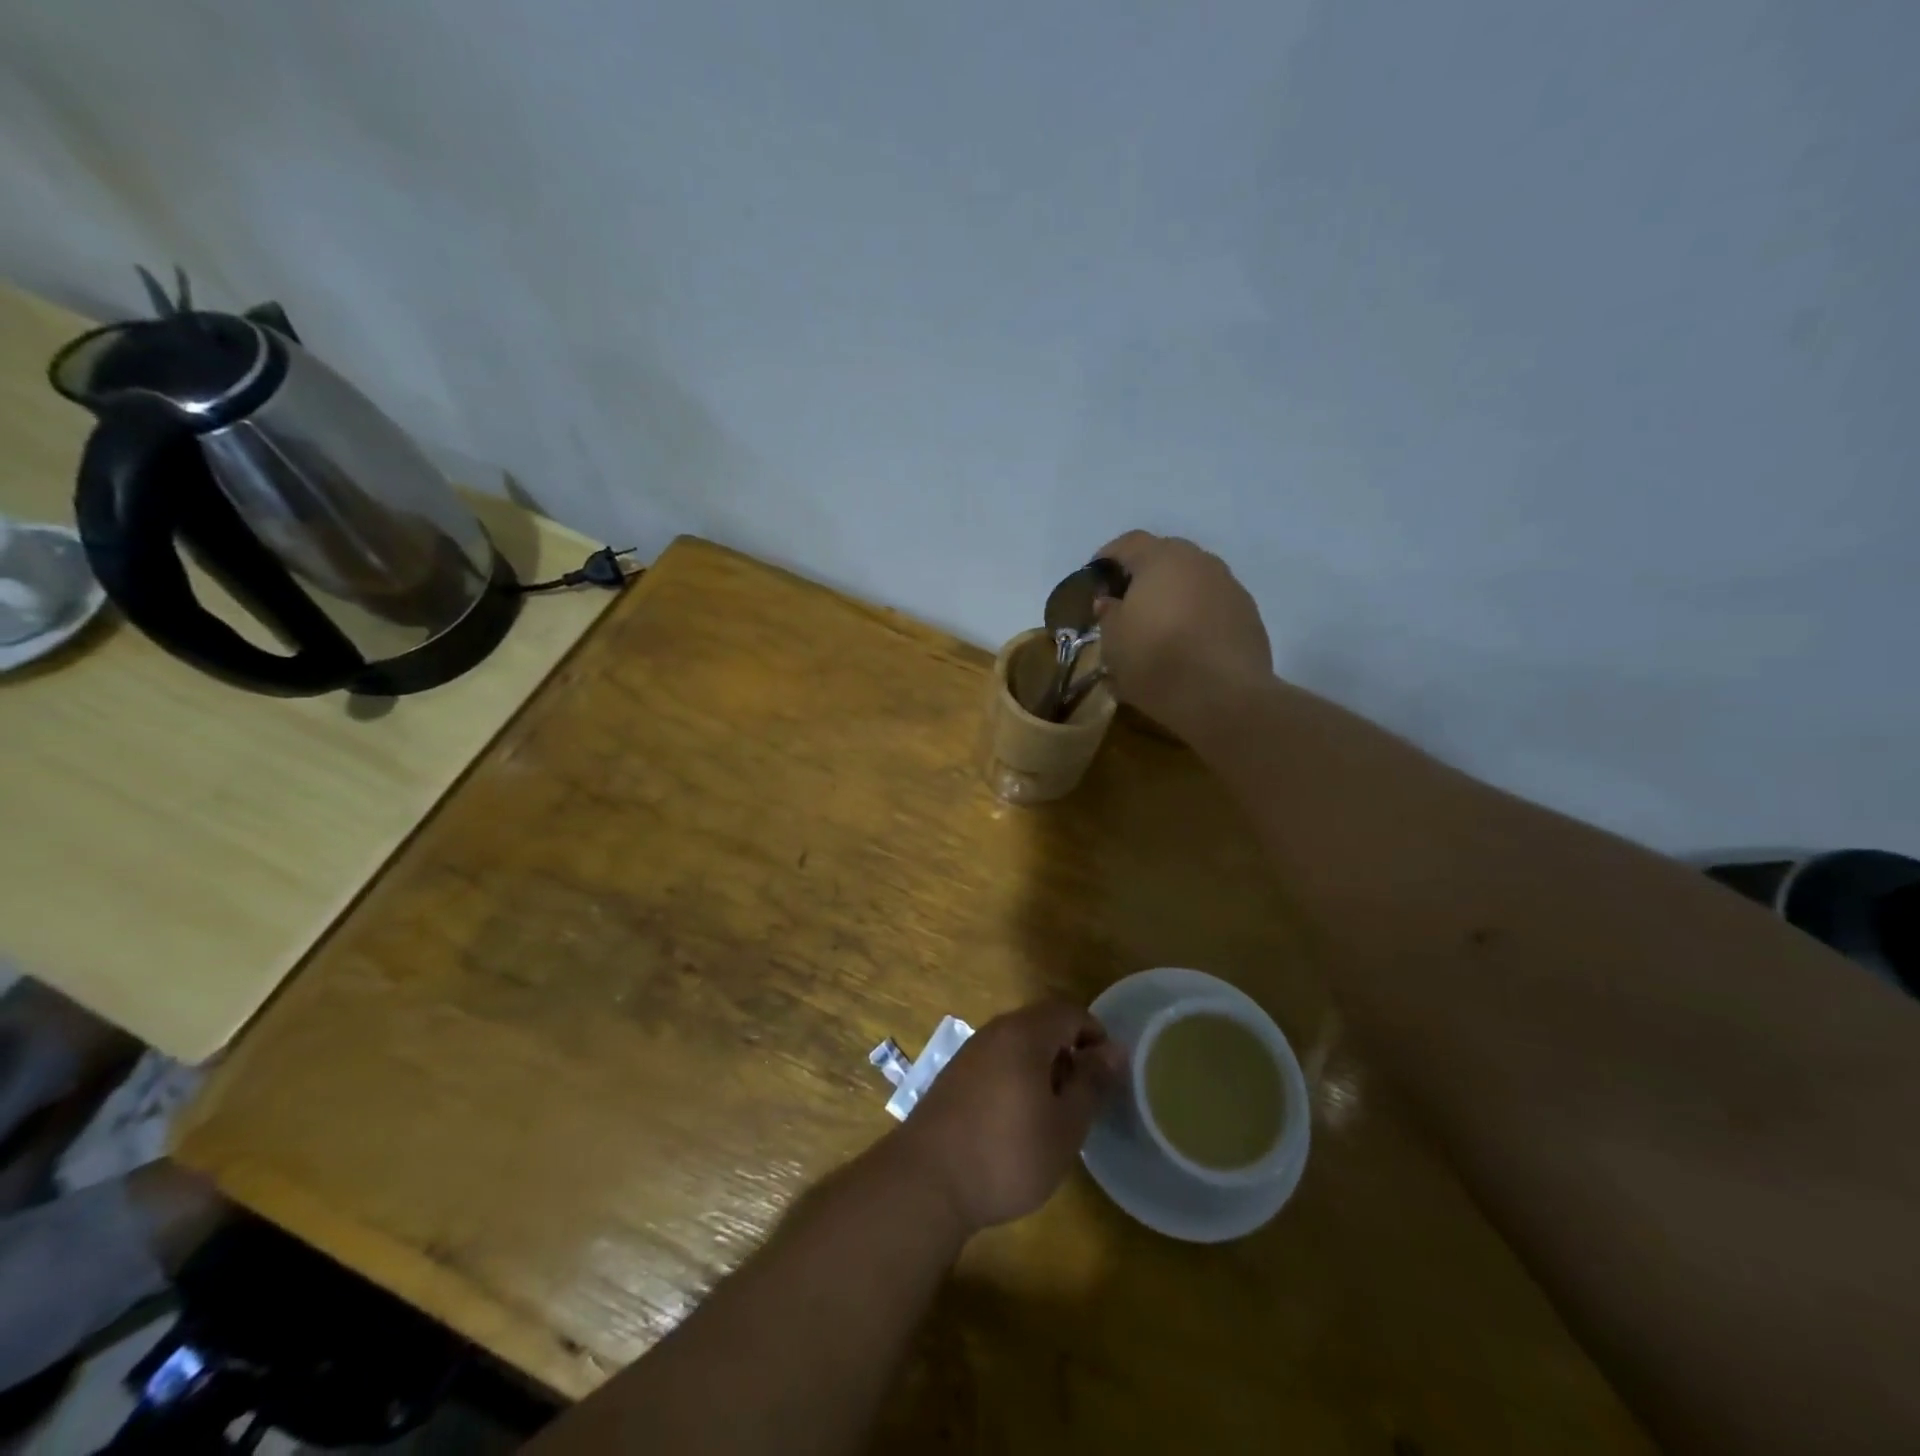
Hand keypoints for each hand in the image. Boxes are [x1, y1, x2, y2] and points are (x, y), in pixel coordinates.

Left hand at [891, 1001, 1125, 1234]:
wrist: (926, 1181)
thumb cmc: (1007, 1153)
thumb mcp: (1065, 1126)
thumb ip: (1092, 1083)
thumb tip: (1115, 1049)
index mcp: (1024, 1033)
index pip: (1069, 1012)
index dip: (1095, 1035)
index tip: (1107, 1075)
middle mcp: (994, 1032)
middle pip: (1042, 1025)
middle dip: (1069, 1054)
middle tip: (1082, 1099)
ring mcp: (969, 1053)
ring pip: (1017, 1045)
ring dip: (1042, 1069)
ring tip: (1053, 1115)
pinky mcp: (953, 1077)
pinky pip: (996, 1062)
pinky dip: (1016, 1079)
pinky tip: (1016, 1123)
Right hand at [1090, 532, 1270, 736]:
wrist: (1225, 697)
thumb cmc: (1157, 661)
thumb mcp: (1113, 642)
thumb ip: (1108, 614)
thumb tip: (1110, 602)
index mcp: (1161, 558)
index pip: (1128, 543)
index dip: (1107, 559)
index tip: (1094, 582)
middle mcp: (1200, 561)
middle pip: (1165, 557)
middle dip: (1143, 577)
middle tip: (1125, 605)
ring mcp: (1230, 586)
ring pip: (1192, 581)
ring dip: (1173, 596)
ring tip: (1158, 627)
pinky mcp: (1249, 614)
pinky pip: (1213, 605)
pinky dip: (1196, 616)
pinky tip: (1187, 645)